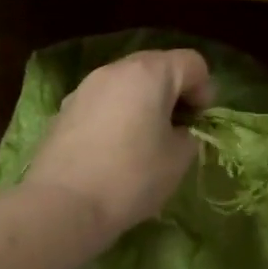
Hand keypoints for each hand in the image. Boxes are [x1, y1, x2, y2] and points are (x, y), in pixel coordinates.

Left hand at [22, 48, 214, 244]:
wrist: (62, 205)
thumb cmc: (131, 178)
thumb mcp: (178, 159)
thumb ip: (188, 135)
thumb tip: (178, 130)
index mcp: (149, 73)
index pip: (192, 63)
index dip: (205, 90)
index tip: (199, 124)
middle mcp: (115, 70)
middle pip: (157, 66)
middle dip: (173, 93)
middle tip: (176, 129)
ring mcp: (85, 88)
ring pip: (126, 84)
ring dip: (143, 103)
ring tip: (144, 141)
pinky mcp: (64, 110)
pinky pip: (103, 102)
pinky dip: (117, 116)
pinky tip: (114, 151)